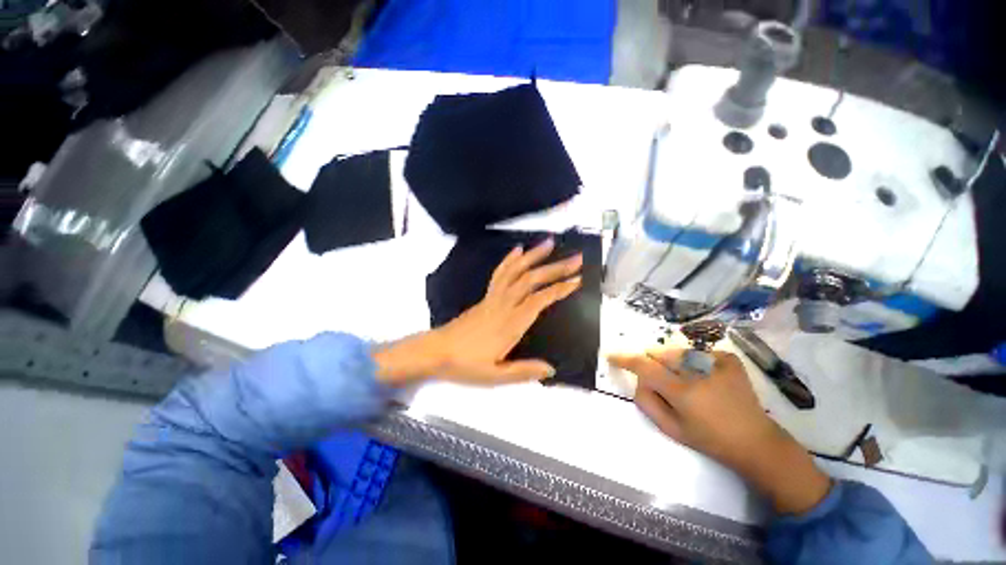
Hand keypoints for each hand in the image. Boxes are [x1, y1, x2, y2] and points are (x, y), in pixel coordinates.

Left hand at [375, 238, 581, 385]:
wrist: (436, 351)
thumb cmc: (465, 364)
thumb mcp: (494, 376)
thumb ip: (523, 371)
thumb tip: (551, 369)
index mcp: (510, 324)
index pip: (539, 301)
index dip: (559, 289)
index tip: (577, 280)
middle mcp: (504, 305)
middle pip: (531, 280)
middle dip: (555, 268)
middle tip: (576, 258)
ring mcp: (493, 297)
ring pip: (516, 271)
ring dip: (534, 256)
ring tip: (550, 243)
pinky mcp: (485, 296)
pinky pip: (499, 274)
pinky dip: (509, 260)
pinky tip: (518, 250)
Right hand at [608, 348, 831, 514]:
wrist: (755, 441)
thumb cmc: (709, 439)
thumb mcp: (671, 429)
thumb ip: (646, 401)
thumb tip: (639, 380)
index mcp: (682, 391)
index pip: (644, 365)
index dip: (624, 358)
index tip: (611, 354)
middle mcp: (698, 370)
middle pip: (659, 354)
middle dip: (653, 364)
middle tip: (664, 383)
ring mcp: (716, 360)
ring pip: (676, 351)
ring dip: (672, 363)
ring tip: (687, 382)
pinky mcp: (728, 357)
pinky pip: (696, 352)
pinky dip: (692, 363)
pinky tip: (705, 379)